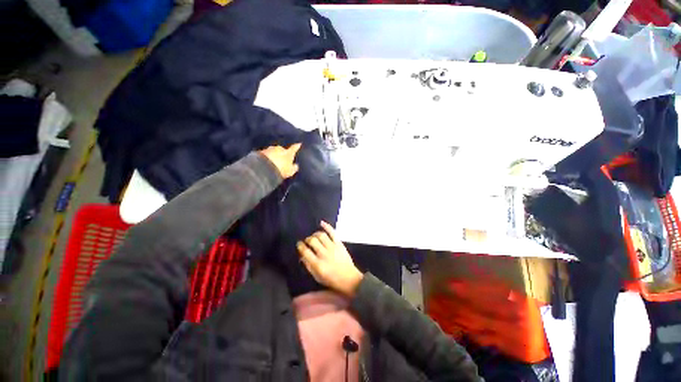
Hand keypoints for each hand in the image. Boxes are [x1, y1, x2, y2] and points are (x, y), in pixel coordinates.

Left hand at [259, 143, 301, 178]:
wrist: (264, 168)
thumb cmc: (281, 170)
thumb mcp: (290, 171)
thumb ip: (294, 168)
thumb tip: (296, 165)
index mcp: (288, 152)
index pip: (294, 148)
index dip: (297, 146)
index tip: (299, 144)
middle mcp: (280, 148)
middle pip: (282, 149)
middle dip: (282, 153)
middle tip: (282, 159)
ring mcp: (269, 149)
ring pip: (273, 151)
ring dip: (273, 155)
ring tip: (273, 161)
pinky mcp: (261, 152)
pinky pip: (266, 154)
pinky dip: (266, 157)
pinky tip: (266, 162)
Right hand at [297, 221, 363, 296]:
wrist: (349, 278)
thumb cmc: (332, 280)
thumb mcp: (317, 277)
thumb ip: (308, 266)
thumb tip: (302, 255)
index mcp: (317, 264)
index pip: (305, 251)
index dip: (300, 246)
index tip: (299, 244)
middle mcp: (324, 254)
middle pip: (312, 241)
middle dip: (308, 239)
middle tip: (307, 241)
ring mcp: (332, 247)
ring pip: (321, 235)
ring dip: (315, 234)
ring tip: (314, 236)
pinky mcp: (339, 244)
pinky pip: (332, 232)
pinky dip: (327, 226)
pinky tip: (321, 223)